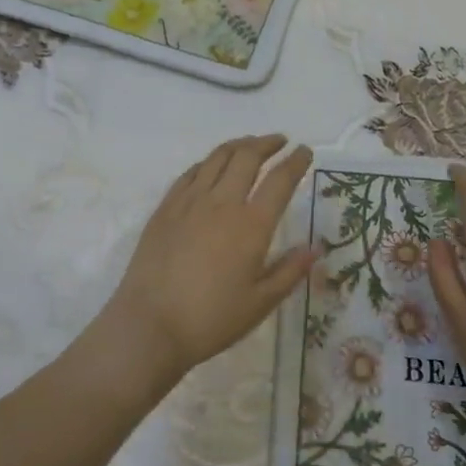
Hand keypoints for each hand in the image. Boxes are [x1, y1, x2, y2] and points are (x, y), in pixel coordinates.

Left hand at [102, 135, 315, 384]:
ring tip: (250, 144)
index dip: (296, 162)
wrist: (149, 324)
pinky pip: (190, 172)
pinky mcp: (166, 207)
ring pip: (217, 157)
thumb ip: (289, 271)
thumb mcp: (260, 303)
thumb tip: (315, 248)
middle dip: (268, 143)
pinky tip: (212, 165)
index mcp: (251, 225)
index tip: (305, 151)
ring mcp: (190, 201)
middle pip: (248, 157)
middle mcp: (222, 202)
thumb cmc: (211, 319)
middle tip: (280, 141)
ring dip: (239, 145)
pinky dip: (208, 161)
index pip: (280, 180)